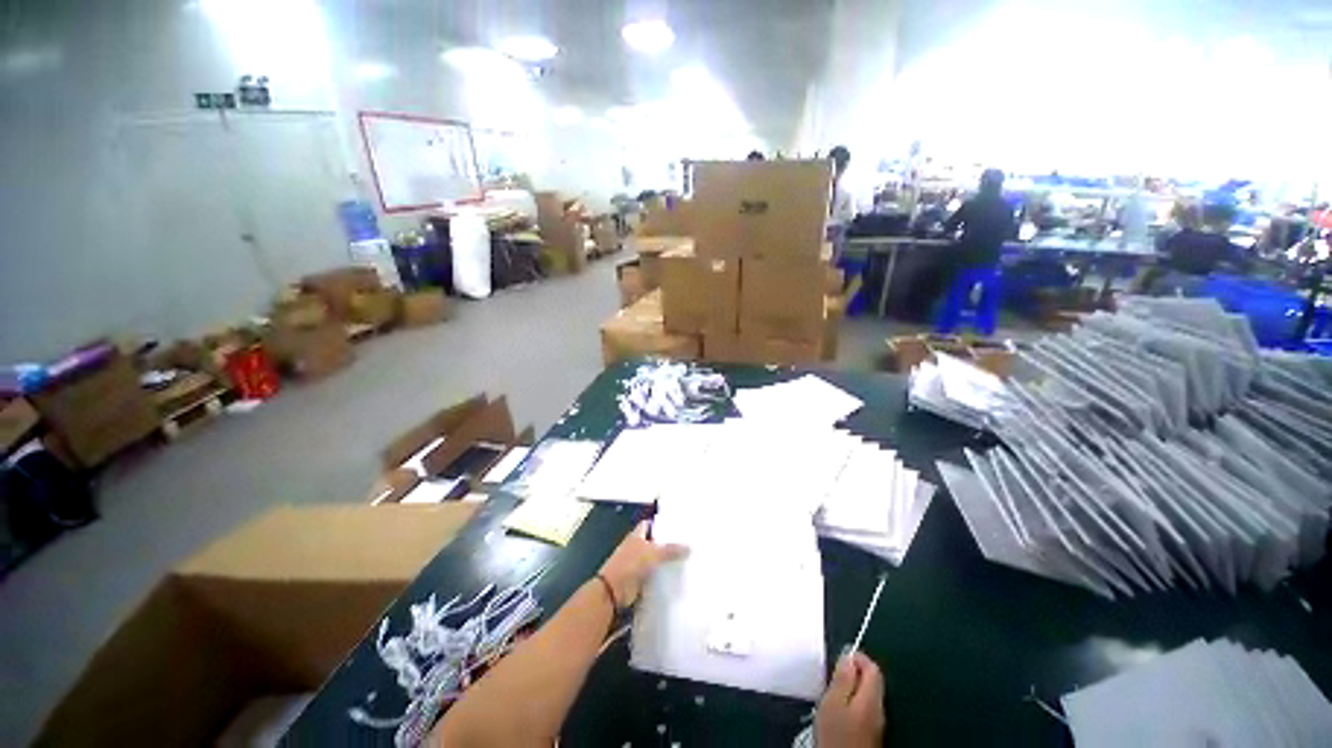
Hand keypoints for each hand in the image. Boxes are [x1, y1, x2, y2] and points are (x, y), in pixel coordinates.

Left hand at [597, 521, 687, 607]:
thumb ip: (671, 550)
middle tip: (686, 544)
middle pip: (654, 542)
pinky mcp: (639, 579)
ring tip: (686, 560)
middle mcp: (636, 547)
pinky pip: (654, 574)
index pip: (649, 525)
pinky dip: (663, 575)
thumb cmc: (631, 564)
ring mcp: (637, 564)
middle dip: (667, 543)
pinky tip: (676, 577)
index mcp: (637, 536)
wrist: (613, 591)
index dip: (660, 525)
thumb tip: (690, 546)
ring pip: (655, 559)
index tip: (676, 527)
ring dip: (666, 561)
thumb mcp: (653, 553)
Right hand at [815, 652, 885, 747]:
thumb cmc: (836, 735)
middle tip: (834, 678)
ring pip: (868, 695)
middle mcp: (879, 709)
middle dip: (854, 674)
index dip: (857, 657)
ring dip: (852, 689)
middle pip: (872, 681)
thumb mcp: (833, 703)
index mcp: (871, 698)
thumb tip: (848, 657)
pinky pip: (865, 709)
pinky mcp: (871, 733)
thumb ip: (842, 679)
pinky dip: (852, 703)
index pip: (873, 667)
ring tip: (833, 694)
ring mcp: (877, 723)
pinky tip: (839, 711)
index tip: (840, 659)